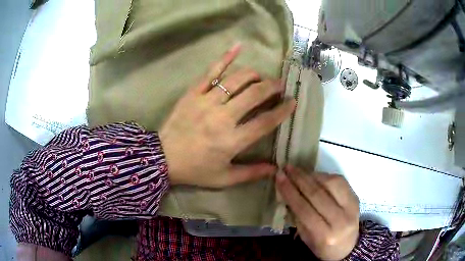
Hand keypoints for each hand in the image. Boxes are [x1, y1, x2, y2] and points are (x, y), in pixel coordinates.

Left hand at [159, 44, 295, 187]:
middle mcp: (223, 117)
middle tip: (280, 85)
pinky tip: (238, 47)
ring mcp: (206, 102)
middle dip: (272, 87)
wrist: (163, 159)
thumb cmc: (195, 170)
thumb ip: (251, 173)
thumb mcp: (224, 178)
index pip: (265, 121)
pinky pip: (211, 72)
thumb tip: (275, 169)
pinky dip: (225, 58)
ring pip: (237, 80)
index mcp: (232, 140)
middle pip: (254, 95)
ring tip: (262, 77)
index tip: (292, 102)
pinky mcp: (193, 93)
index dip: (282, 111)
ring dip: (254, 75)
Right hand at [276, 166, 359, 260]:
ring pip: (331, 183)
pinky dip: (325, 176)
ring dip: (312, 175)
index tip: (279, 177)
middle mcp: (340, 220)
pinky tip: (314, 175)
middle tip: (286, 168)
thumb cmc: (323, 246)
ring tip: (299, 171)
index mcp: (325, 235)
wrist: (348, 247)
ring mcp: (352, 207)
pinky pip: (340, 181)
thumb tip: (287, 192)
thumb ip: (298, 217)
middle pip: (317, 194)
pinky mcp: (356, 198)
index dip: (290, 192)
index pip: (304, 210)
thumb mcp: (306, 238)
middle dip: (299, 179)